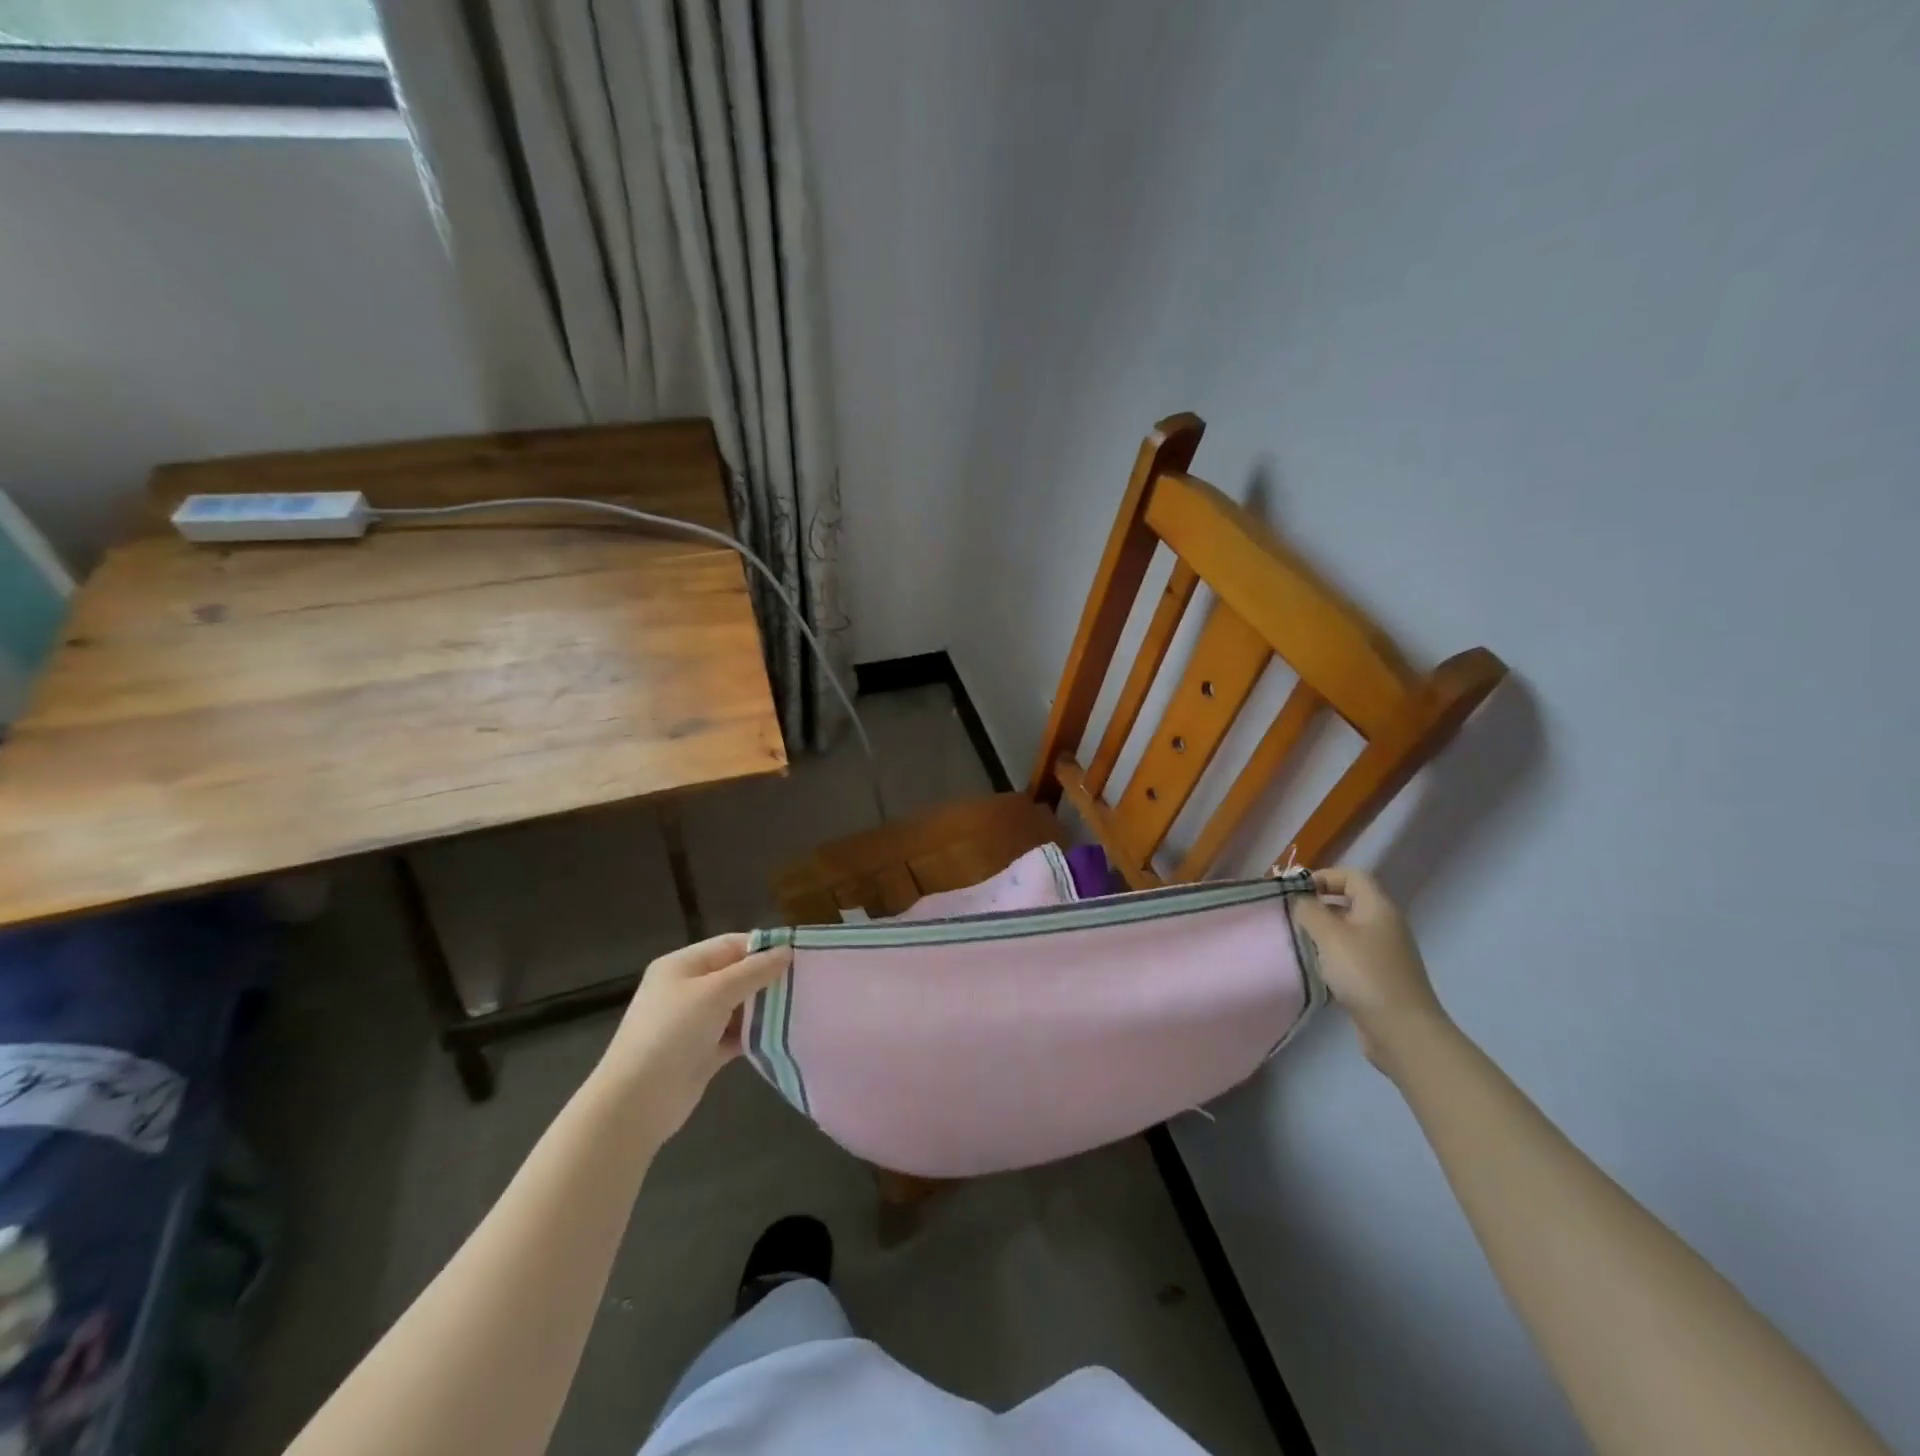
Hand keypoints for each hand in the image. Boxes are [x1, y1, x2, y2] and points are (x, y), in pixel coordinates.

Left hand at [594, 933, 790, 1141]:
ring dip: (764, 1007)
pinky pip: (735, 1034)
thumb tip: (786, 951)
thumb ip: (753, 971)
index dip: (763, 947)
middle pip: (736, 974)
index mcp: (682, 965)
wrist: (636, 1102)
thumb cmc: (672, 1033)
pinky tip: (782, 1035)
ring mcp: (694, 1022)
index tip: (800, 955)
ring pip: (738, 1006)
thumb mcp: (715, 993)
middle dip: (767, 977)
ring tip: (801, 1006)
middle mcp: (688, 989)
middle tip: (805, 982)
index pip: (730, 945)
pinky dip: (755, 1034)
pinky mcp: (703, 1052)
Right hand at [1291, 867, 1448, 1073]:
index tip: (1295, 891)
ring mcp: (1384, 953)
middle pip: (1349, 901)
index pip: (1352, 876)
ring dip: (1322, 931)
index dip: (1323, 876)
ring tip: (1297, 940)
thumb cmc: (1364, 974)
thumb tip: (1299, 899)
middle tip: (1290, 914)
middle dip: (1318, 904)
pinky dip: (1331, 955)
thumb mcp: (1330, 935)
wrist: (1402, 1031)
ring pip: (1347, 929)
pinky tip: (1314, 967)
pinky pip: (1350, 954)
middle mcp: (1384, 925)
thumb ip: (1309, 910)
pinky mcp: (1379, 977)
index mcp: (1378, 908)